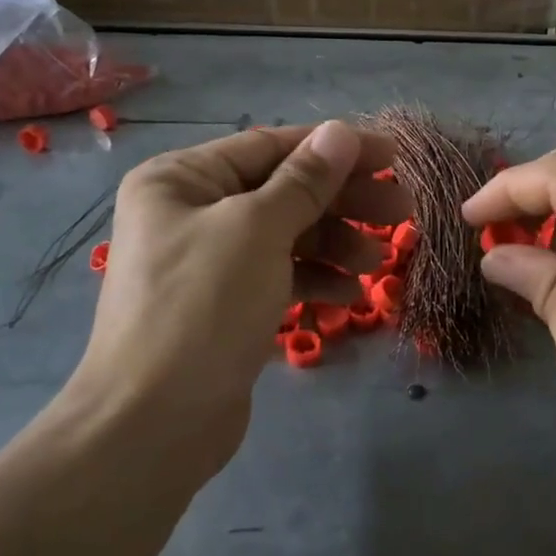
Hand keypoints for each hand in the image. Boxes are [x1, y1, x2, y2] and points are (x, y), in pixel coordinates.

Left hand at [64, 121, 408, 480]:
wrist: (153, 424)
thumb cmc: (201, 308)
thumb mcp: (257, 231)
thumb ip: (303, 181)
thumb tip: (341, 131)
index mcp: (181, 179)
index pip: (270, 146)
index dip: (334, 148)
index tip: (392, 157)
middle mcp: (191, 212)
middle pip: (282, 191)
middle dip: (342, 200)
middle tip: (402, 212)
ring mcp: (208, 262)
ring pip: (285, 236)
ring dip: (335, 243)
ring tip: (379, 262)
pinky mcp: (226, 305)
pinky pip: (278, 275)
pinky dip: (315, 279)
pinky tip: (351, 295)